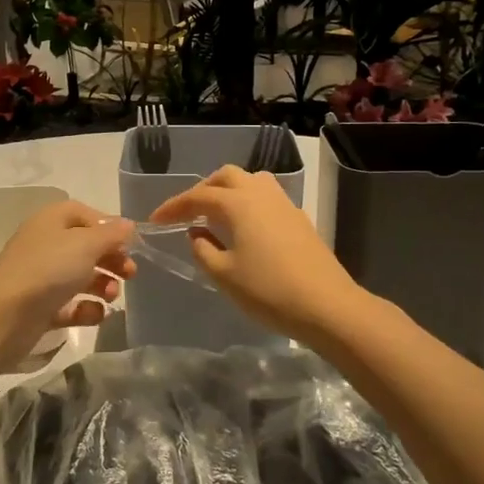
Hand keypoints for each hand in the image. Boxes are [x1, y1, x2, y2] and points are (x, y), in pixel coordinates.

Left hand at [0, 201, 135, 363]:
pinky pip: (69, 305)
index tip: (129, 243)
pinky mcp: (40, 307)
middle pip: (85, 247)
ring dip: (102, 285)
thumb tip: (127, 225)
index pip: (84, 214)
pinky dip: (85, 309)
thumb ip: (111, 234)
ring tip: (112, 296)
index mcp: (51, 221)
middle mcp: (45, 245)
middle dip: (111, 259)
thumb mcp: (86, 244)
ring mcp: (41, 277)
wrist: (5, 315)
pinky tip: (95, 314)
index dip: (108, 226)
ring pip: (79, 277)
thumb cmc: (49, 269)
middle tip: (130, 274)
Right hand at [148, 166, 362, 343]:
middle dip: (203, 189)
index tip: (156, 220)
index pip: (198, 196)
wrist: (327, 306)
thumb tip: (197, 234)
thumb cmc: (269, 291)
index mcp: (239, 204)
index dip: (174, 207)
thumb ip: (203, 250)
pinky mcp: (299, 220)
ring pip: (251, 182)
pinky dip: (248, 204)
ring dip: (229, 191)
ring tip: (216, 216)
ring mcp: (285, 205)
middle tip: (188, 212)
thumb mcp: (224, 275)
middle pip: (227, 177)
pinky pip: (267, 198)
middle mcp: (262, 194)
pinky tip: (244, 229)